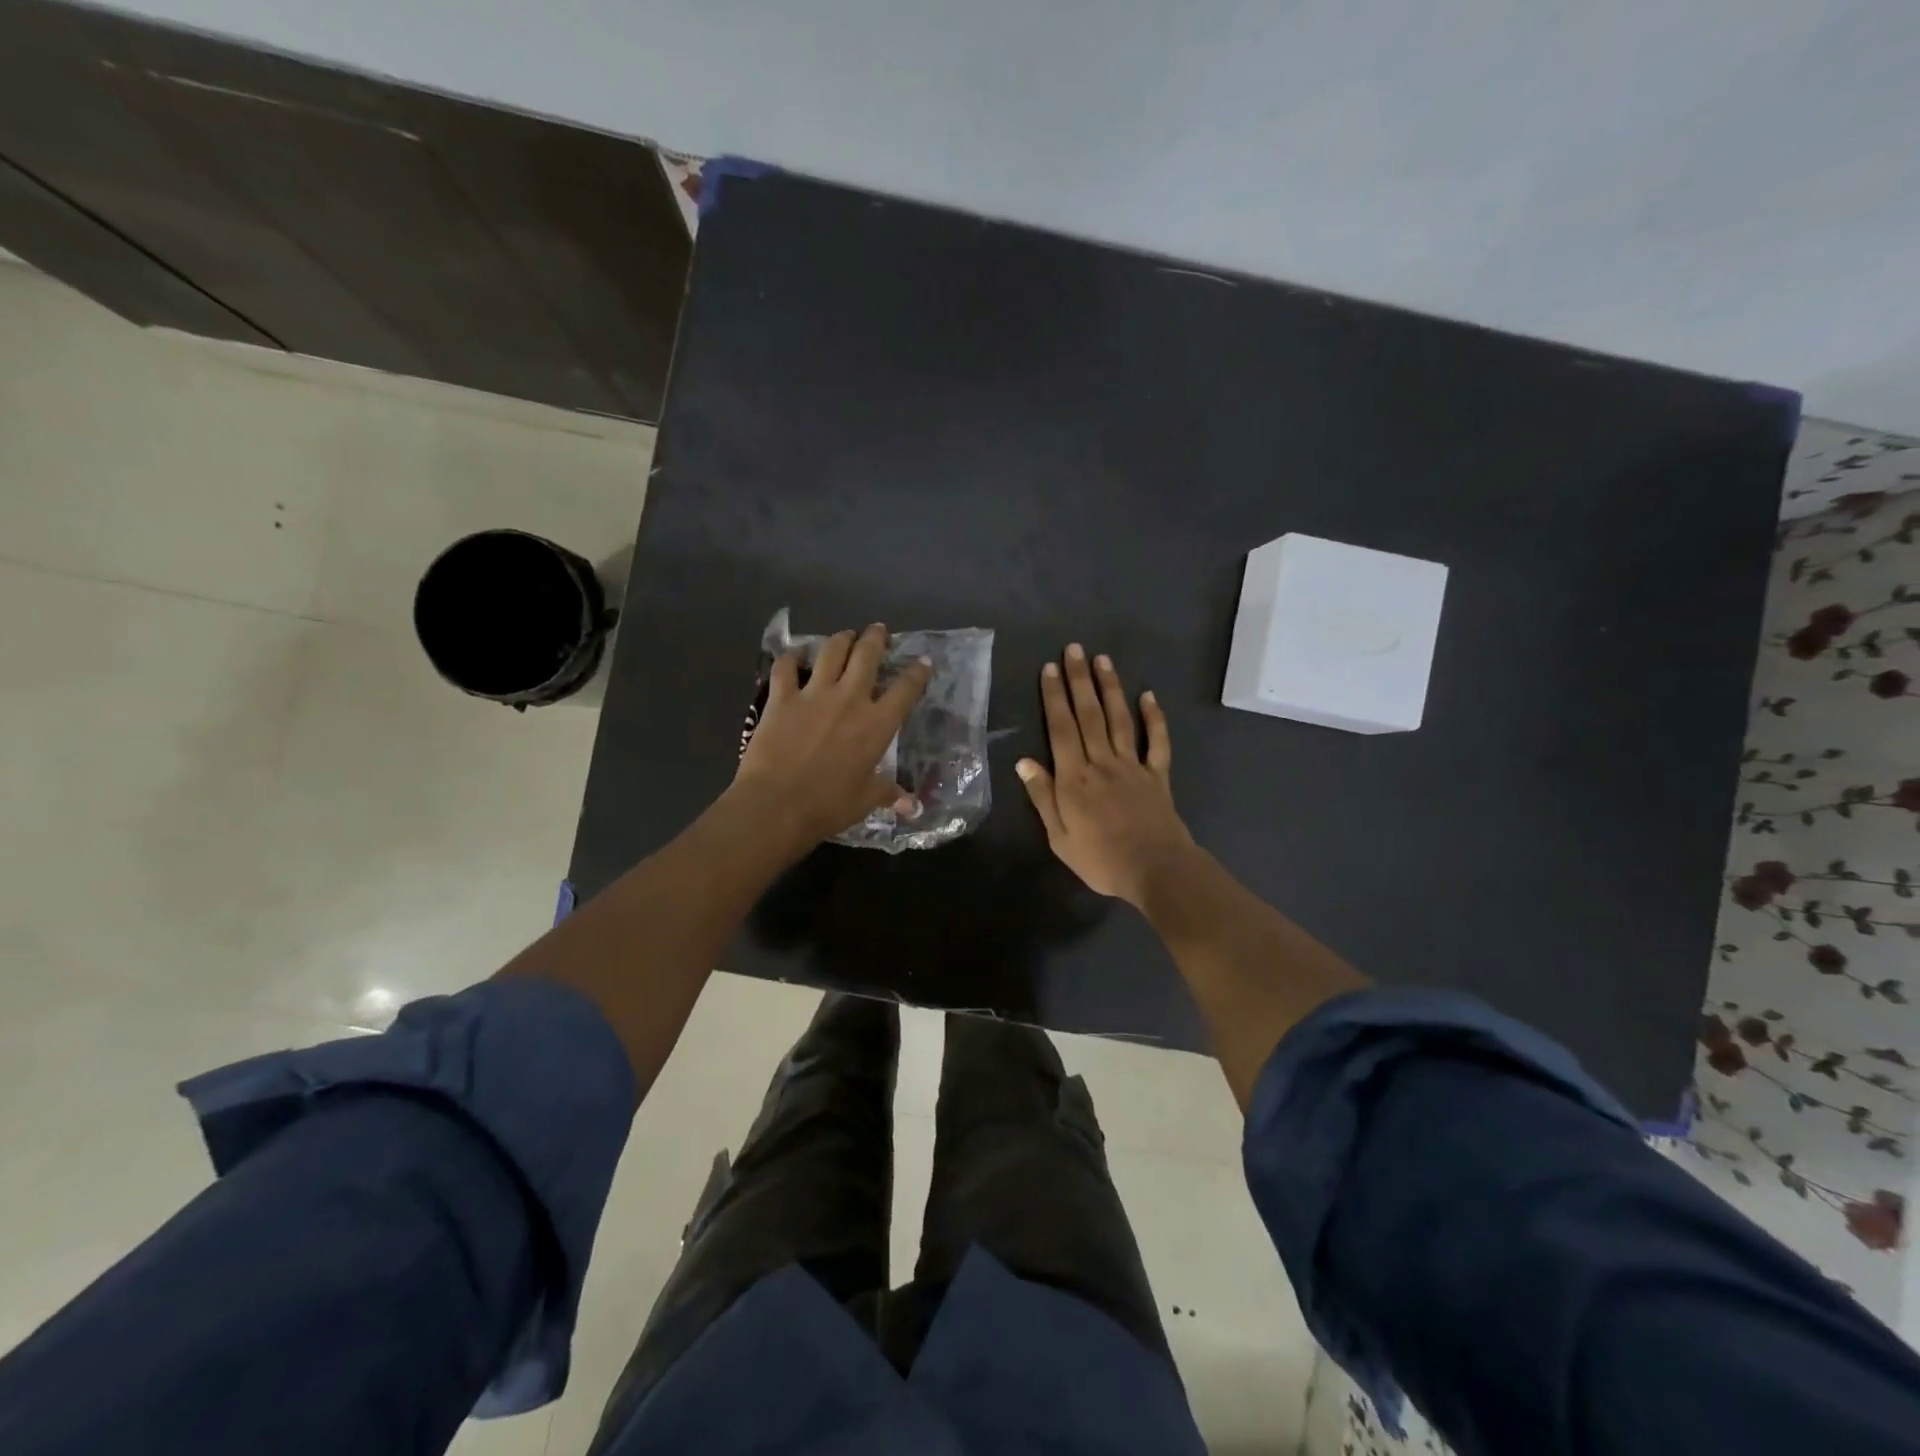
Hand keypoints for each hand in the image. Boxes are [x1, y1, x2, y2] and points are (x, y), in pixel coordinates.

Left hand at [733, 623, 930, 846]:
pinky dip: (791, 658)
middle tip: (878, 631)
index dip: (917, 672)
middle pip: (867, 655)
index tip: (923, 661)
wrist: (777, 804)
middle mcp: (849, 699)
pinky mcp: (781, 697)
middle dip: (876, 639)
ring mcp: (813, 694)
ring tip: (845, 635)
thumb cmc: (829, 805)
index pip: (905, 690)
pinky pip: (786, 667)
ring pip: (831, 651)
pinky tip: (794, 655)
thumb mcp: (866, 801)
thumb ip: (888, 793)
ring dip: (841, 639)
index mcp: (876, 724)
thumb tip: (912, 806)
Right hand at [1016, 644, 1194, 906]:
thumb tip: (1024, 761)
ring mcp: (1133, 766)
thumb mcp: (1059, 836)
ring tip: (1103, 660)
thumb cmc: (1101, 859)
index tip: (1049, 669)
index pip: (1061, 728)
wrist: (1155, 870)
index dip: (1054, 697)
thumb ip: (1043, 797)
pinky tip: (1149, 695)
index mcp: (1075, 778)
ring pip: (1119, 719)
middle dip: (1079, 680)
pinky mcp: (1157, 775)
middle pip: (1089, 715)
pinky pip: (1157, 742)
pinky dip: (1154, 717)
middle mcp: (1102, 762)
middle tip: (1074, 649)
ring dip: (1110, 688)